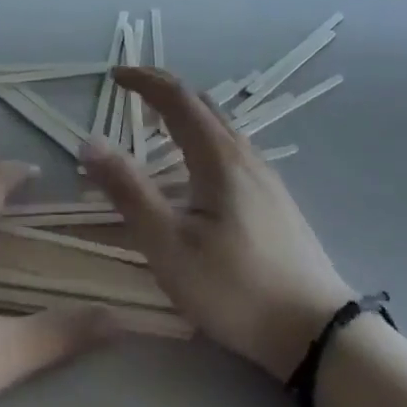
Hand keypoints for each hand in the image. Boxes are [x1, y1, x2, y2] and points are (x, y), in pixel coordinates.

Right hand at [82, 69, 355, 380]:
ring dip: (184, 112)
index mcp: (218, 157)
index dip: (143, 81)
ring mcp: (265, 175)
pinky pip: (231, 146)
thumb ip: (129, 192)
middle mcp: (245, 154)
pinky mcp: (274, 197)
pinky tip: (195, 166)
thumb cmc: (234, 288)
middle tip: (130, 91)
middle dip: (164, 89)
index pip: (177, 97)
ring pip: (220, 125)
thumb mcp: (169, 245)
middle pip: (202, 103)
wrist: (315, 330)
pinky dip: (202, 134)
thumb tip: (90, 142)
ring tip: (155, 123)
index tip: (113, 76)